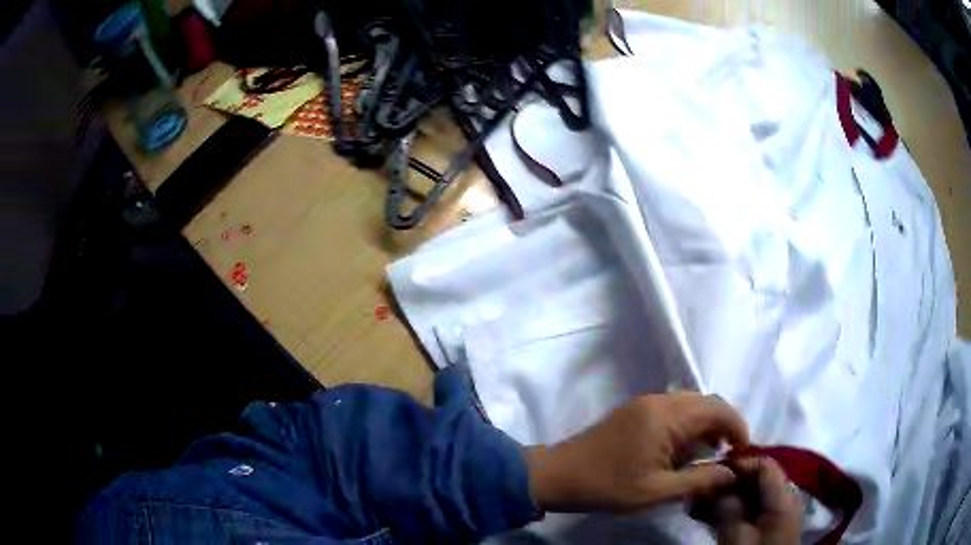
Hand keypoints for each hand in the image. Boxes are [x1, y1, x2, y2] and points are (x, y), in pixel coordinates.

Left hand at [524, 393, 748, 512]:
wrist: (558, 476)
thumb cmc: (608, 486)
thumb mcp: (657, 491)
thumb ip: (699, 480)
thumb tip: (732, 474)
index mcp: (667, 416)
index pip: (717, 409)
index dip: (737, 427)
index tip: (743, 451)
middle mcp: (659, 400)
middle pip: (706, 402)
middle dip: (724, 424)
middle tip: (728, 453)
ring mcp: (644, 403)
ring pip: (690, 403)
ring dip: (706, 423)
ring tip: (710, 452)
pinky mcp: (634, 410)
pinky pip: (673, 408)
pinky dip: (688, 423)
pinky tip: (685, 447)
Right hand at [691, 457, 801, 544]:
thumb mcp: (736, 537)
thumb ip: (728, 508)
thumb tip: (715, 483)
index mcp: (783, 496)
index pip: (764, 465)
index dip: (738, 465)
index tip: (710, 473)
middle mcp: (784, 499)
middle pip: (758, 480)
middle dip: (727, 484)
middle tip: (697, 492)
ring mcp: (778, 516)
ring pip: (752, 497)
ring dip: (725, 499)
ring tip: (697, 506)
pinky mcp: (769, 530)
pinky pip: (751, 512)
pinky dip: (731, 512)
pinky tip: (709, 518)